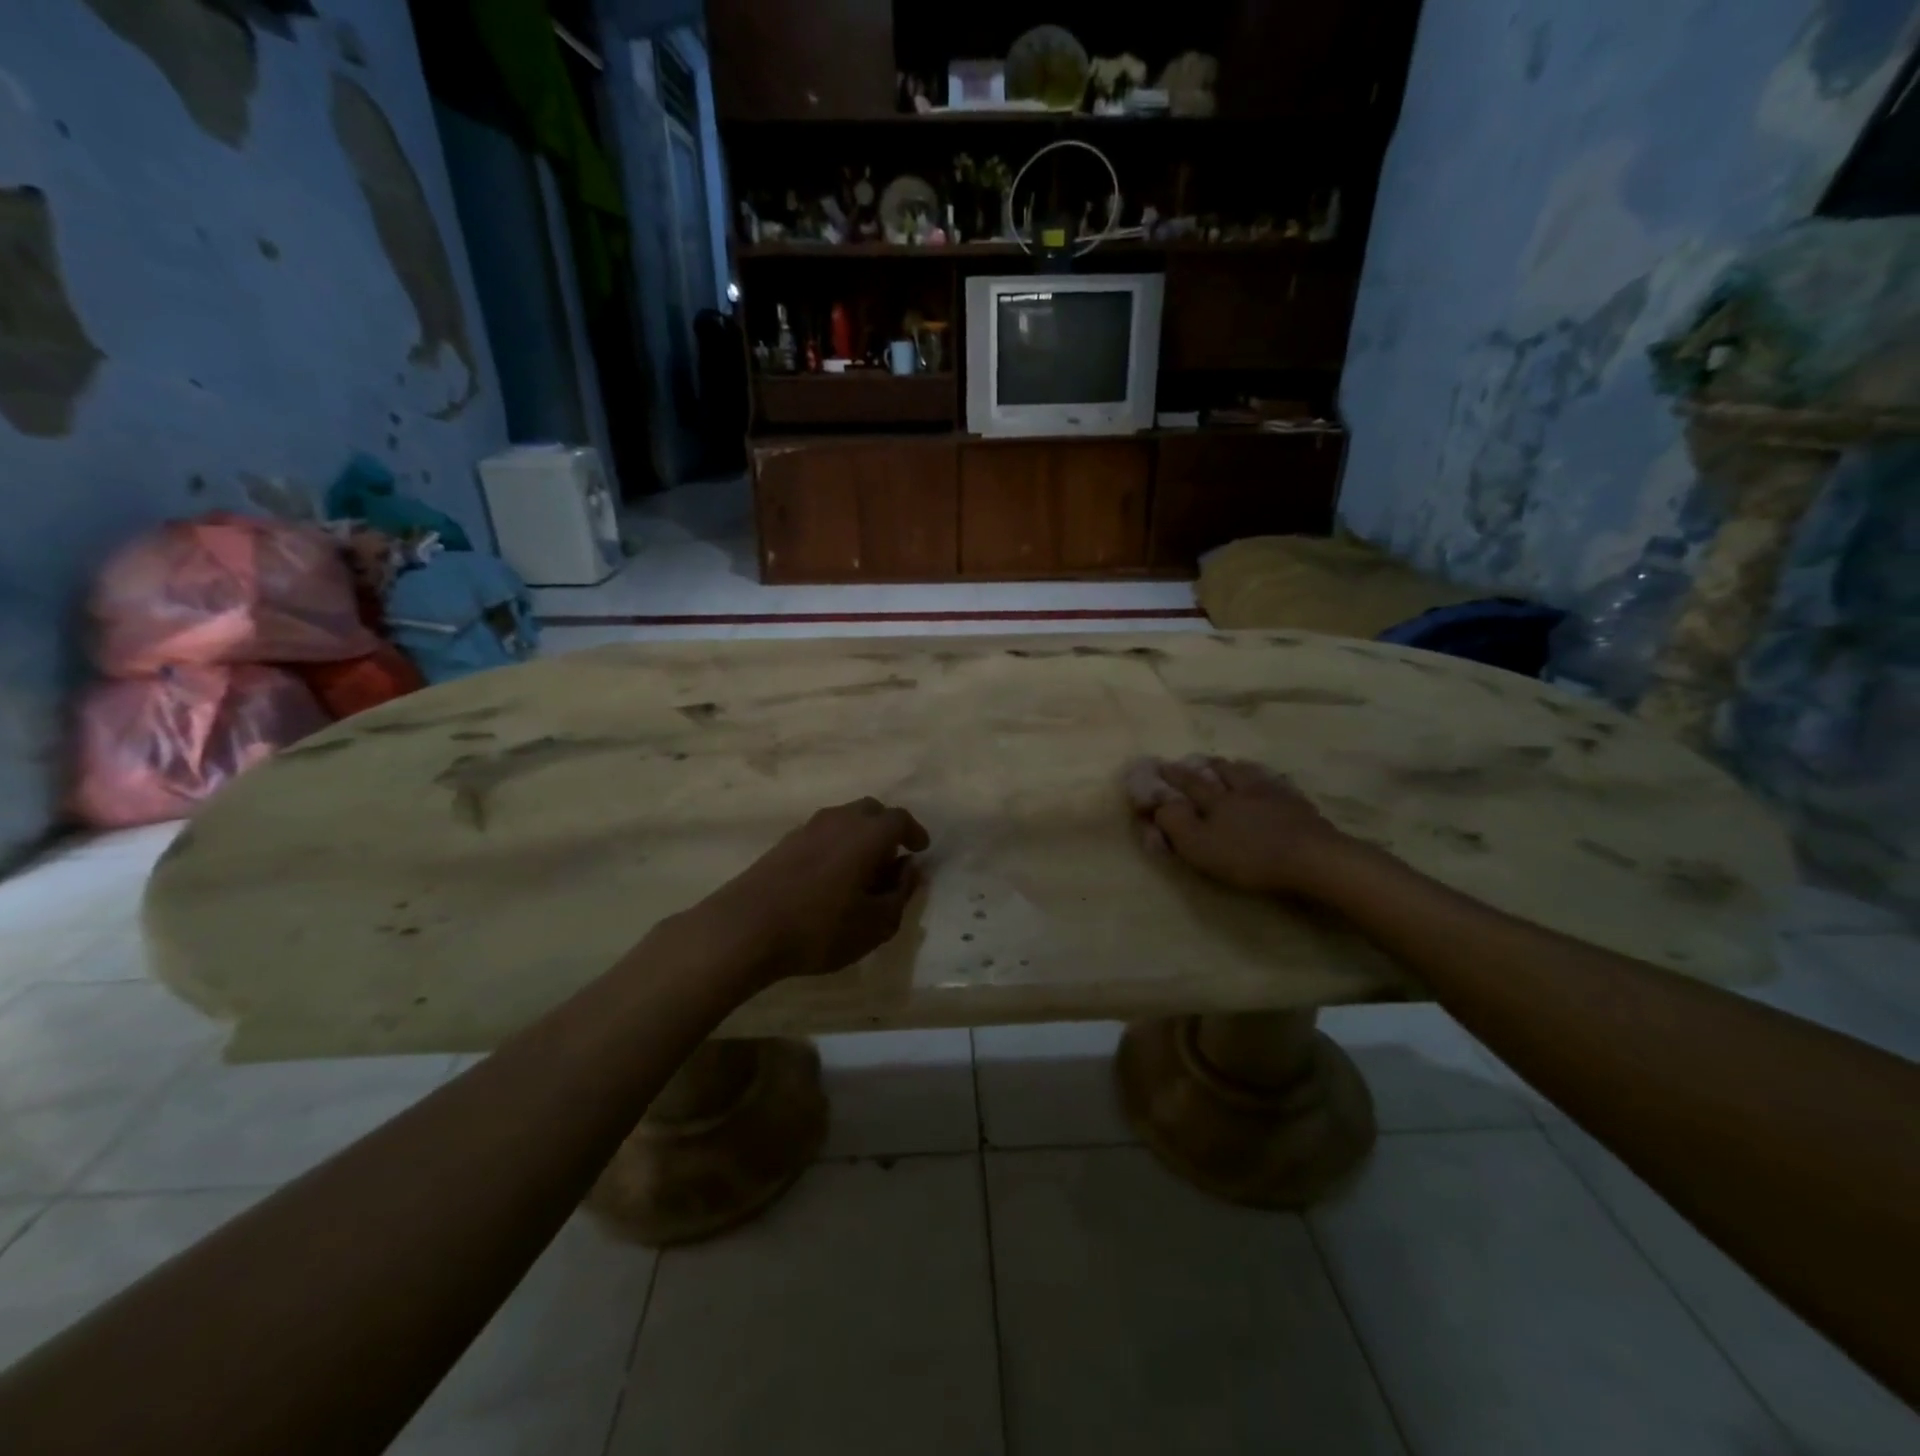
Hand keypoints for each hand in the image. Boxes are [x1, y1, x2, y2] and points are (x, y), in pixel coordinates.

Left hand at [700, 798, 930, 983]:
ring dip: (858, 837)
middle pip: (870, 810)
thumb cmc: (821, 928)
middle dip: (886, 828)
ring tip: (861, 870)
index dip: (914, 832)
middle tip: (892, 857)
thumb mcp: (876, 923)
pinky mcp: (782, 844)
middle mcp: (838, 820)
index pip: (899, 819)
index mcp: (867, 834)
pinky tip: (830, 877)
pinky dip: (835, 846)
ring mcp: (806, 829)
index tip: (920, 849)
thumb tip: (910, 868)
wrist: (744, 928)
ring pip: (842, 820)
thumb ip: (901, 892)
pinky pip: (821, 834)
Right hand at [1125, 756, 1363, 898]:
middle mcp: (1243, 790)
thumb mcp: (1200, 846)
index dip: (1172, 775)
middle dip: (1206, 766)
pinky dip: (1270, 781)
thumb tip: (1159, 803)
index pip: (1188, 783)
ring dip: (1238, 768)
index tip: (1159, 766)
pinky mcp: (1301, 807)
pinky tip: (1274, 784)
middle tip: (1199, 760)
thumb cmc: (1249, 856)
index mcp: (1216, 800)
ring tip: (1235, 765)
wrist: (1313, 858)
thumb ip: (1175, 822)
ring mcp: (1275, 795)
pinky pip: (1280, 786)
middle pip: (1223, 771)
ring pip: (1252, 773)